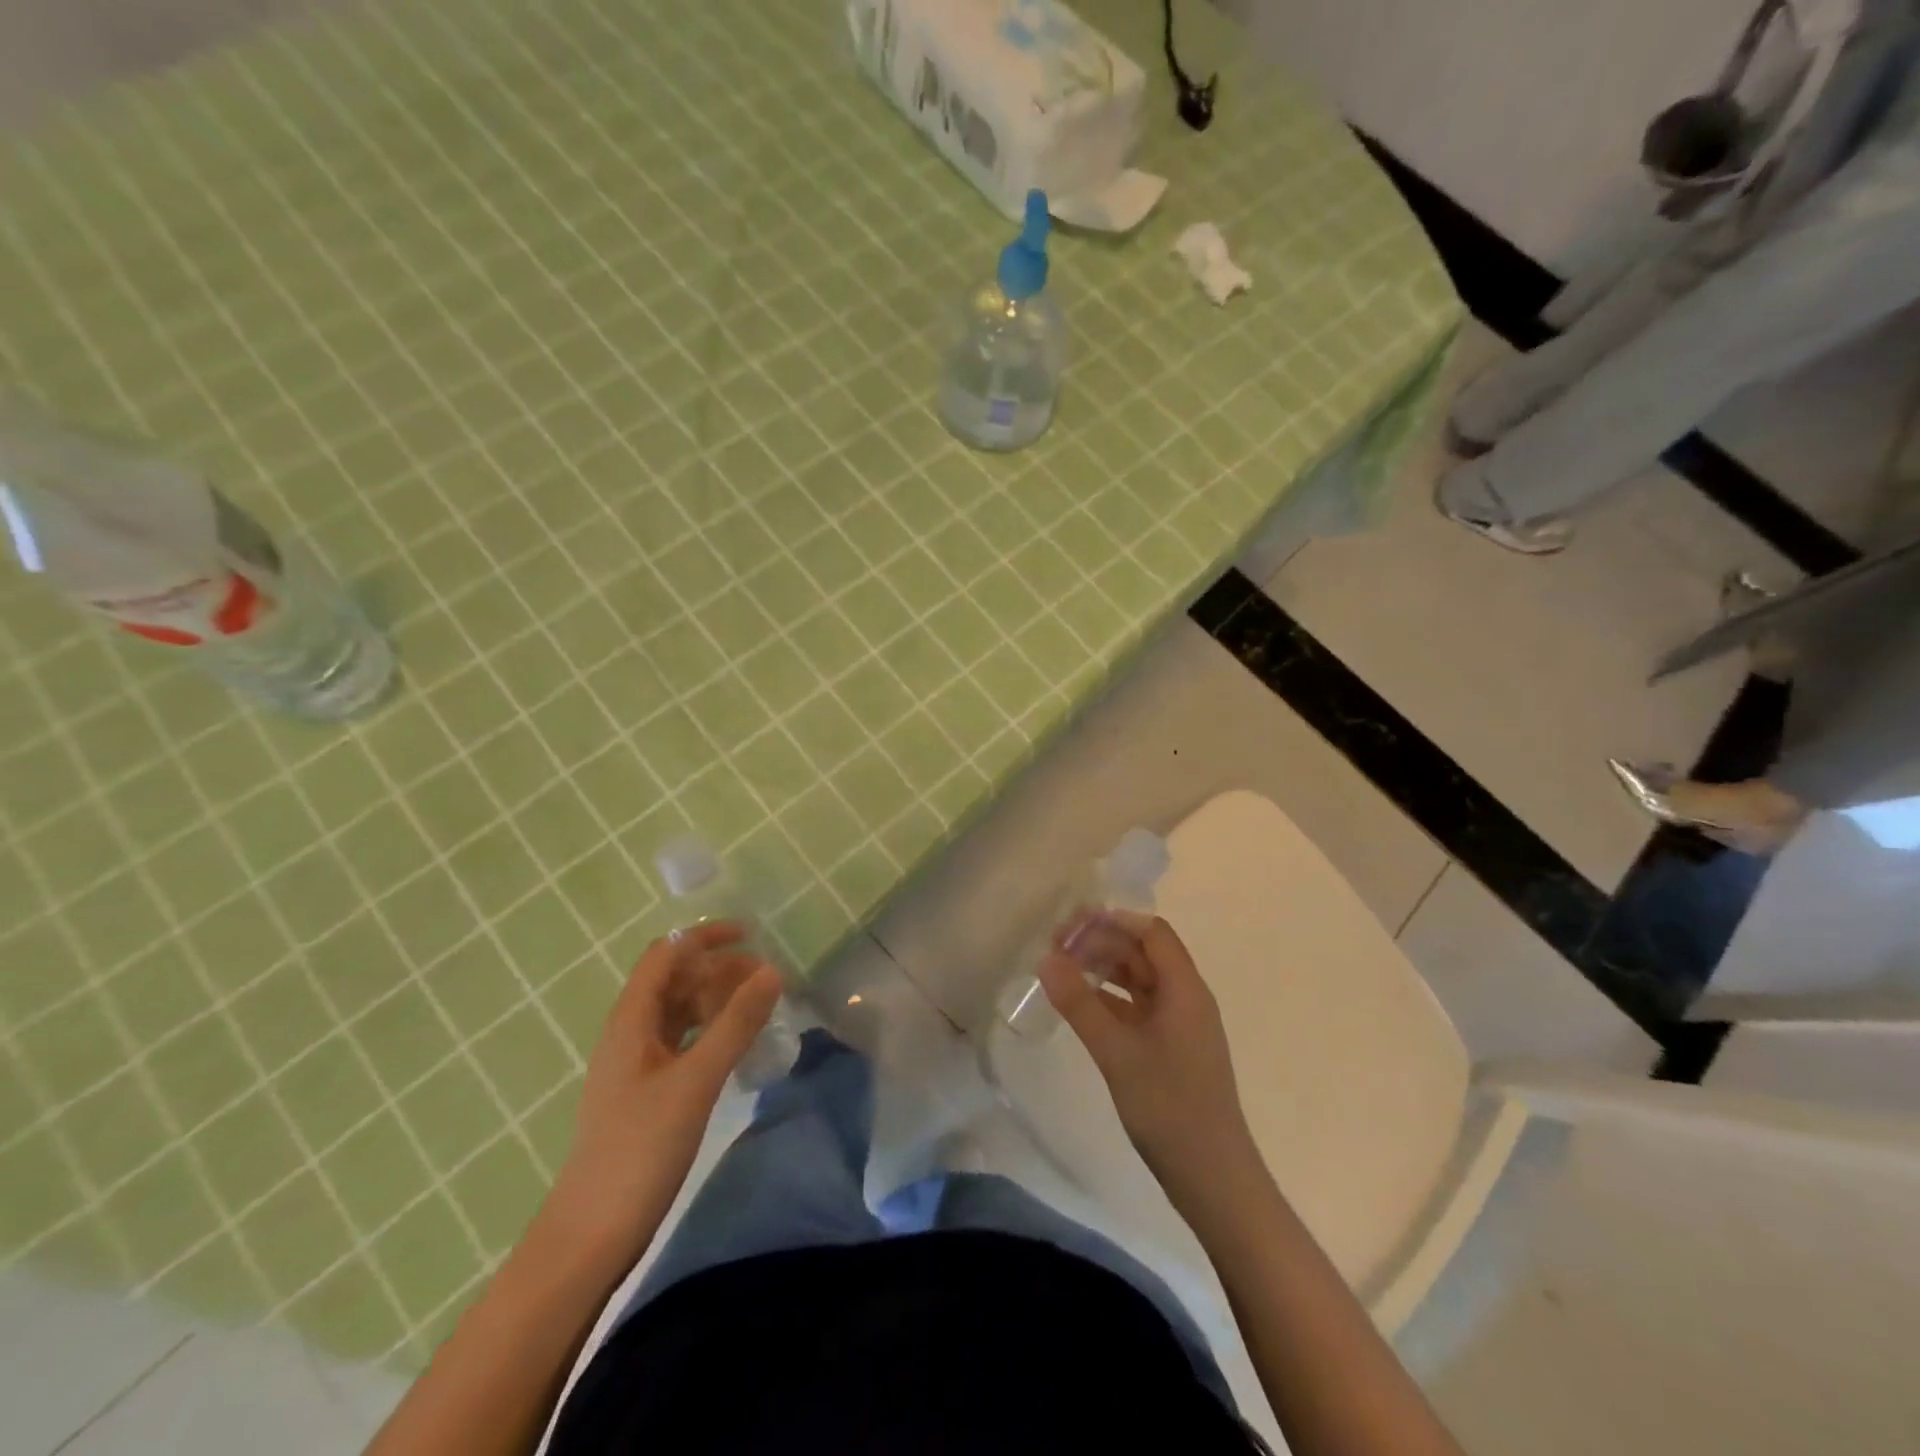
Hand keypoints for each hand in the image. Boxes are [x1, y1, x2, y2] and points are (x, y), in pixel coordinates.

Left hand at [545, 922, 781, 1257]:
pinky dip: (710, 1030)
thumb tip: (772, 971)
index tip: (751, 936)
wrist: (591, 1234)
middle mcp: (630, 1032)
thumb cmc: (640, 1149)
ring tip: (758, 1006)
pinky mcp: (646, 1090)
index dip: (705, 937)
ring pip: (679, 1010)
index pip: (666, 954)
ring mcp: (636, 1063)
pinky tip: (735, 1045)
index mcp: (631, 1020)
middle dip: (718, 968)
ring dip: (716, 998)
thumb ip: (735, 1024)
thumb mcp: (696, 1081)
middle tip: (765, 978)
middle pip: (674, 979)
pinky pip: (682, 1040)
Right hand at [1037, 910, 1257, 1202]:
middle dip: (1103, 943)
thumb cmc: (1169, 1107)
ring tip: (1063, 971)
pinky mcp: (1172, 1051)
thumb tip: (1046, 958)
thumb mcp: (1117, 1052)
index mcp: (1185, 989)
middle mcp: (1186, 999)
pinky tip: (1081, 1008)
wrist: (1214, 1179)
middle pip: (1144, 953)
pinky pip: (1138, 1009)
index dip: (1113, 921)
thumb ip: (1080, 1003)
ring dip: (1105, 971)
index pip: (1151, 932)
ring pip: (1140, 981)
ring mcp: (1180, 1026)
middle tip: (1057, 947)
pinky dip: (1110, 1000)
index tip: (1071, 925)